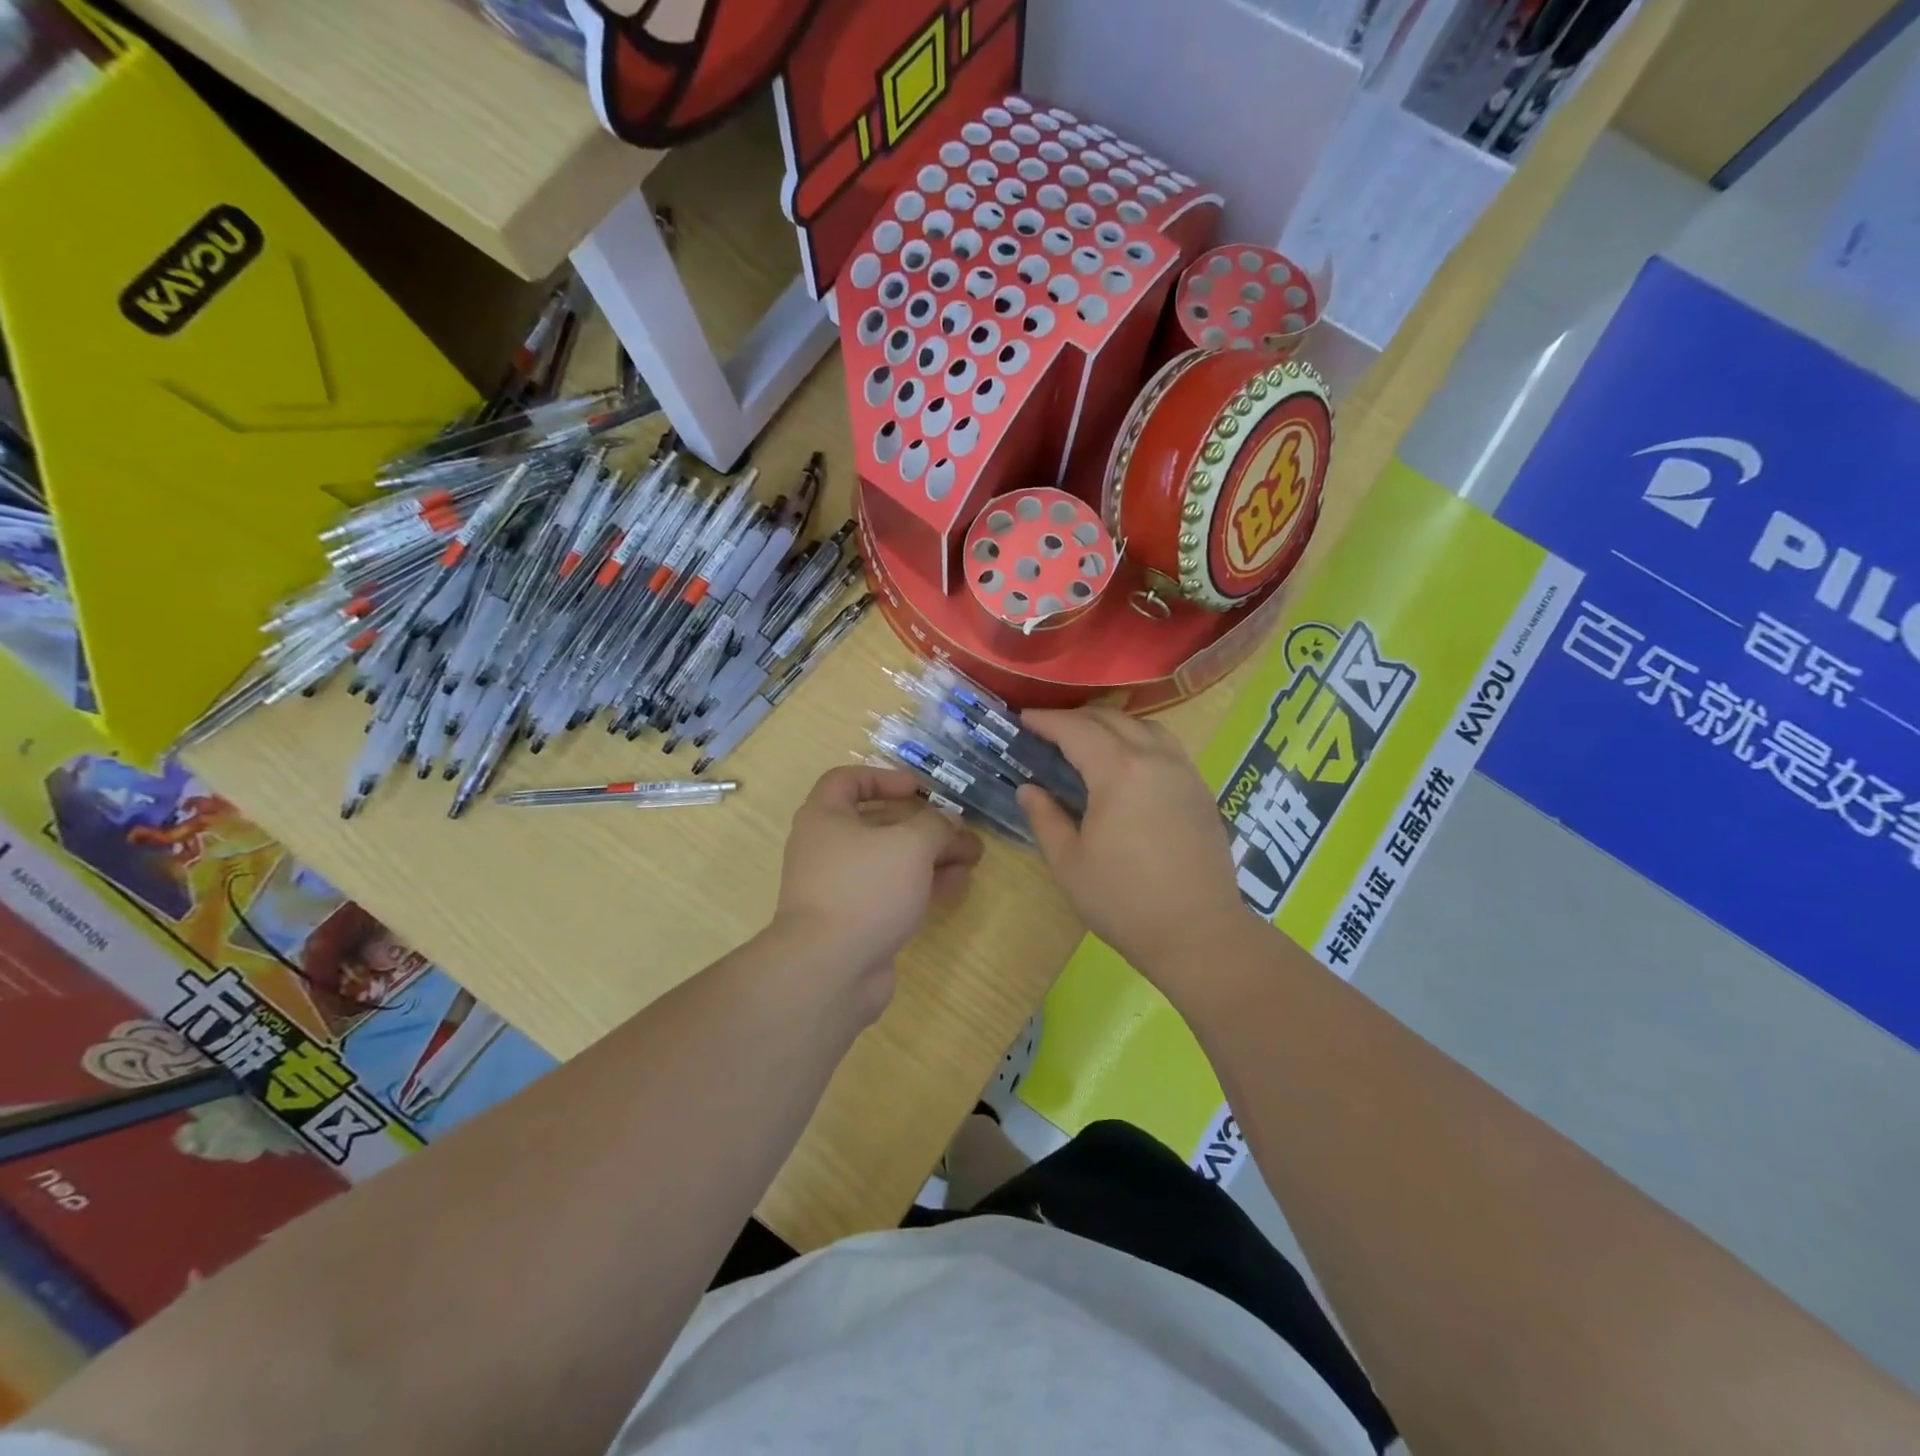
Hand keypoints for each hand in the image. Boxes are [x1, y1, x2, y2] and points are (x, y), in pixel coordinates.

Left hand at [772, 766, 983, 1006]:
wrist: (829, 970)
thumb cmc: (864, 888)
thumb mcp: (910, 844)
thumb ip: (935, 825)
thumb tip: (948, 821)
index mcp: (825, 817)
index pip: (848, 780)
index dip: (885, 778)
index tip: (920, 791)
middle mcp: (827, 848)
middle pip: (880, 825)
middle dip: (926, 827)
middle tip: (963, 832)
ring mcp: (841, 887)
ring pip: (891, 862)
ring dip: (932, 857)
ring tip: (972, 860)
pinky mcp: (856, 920)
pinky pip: (891, 893)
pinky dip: (922, 886)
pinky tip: (957, 888)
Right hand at [1017, 708, 1249, 986]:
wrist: (1198, 933)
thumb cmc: (1124, 901)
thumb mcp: (1069, 863)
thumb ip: (1045, 818)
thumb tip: (1028, 788)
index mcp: (1119, 772)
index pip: (1076, 730)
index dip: (1047, 720)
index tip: (1023, 719)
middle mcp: (1155, 759)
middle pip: (1112, 720)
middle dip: (1076, 718)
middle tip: (1049, 730)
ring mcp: (1184, 772)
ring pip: (1146, 726)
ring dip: (1112, 724)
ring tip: (1088, 741)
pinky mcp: (1201, 791)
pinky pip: (1167, 746)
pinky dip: (1140, 739)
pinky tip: (1128, 764)